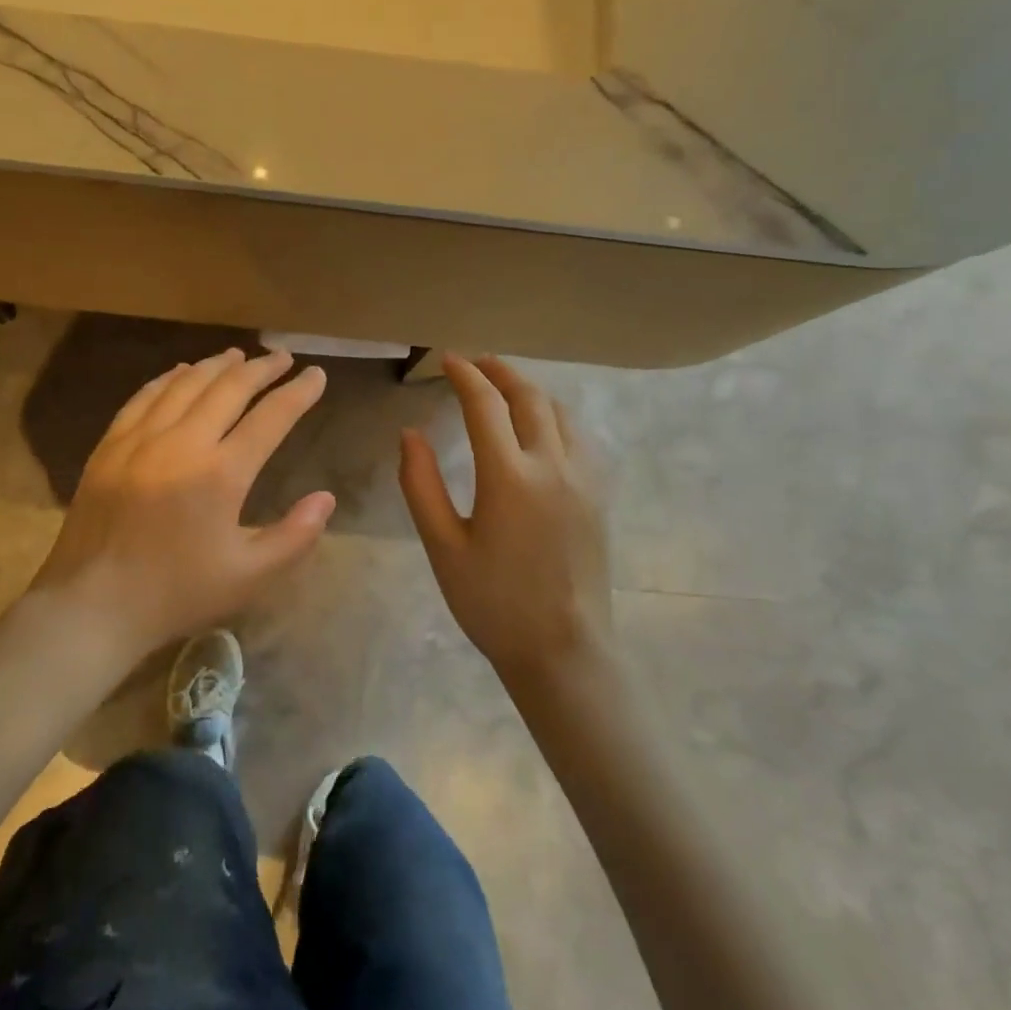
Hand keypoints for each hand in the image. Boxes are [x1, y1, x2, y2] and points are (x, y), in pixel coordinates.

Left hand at [31, 347, 335, 656]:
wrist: (91, 606)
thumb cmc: (176, 593)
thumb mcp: (249, 577)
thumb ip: (295, 536)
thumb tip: (326, 498)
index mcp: (221, 473)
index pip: (271, 418)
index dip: (298, 393)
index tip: (316, 375)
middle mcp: (182, 442)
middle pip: (229, 388)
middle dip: (261, 369)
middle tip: (282, 357)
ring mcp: (140, 439)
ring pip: (186, 384)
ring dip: (217, 365)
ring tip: (239, 356)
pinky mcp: (110, 445)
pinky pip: (144, 397)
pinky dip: (169, 378)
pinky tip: (181, 372)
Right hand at [400, 354, 611, 675]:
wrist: (562, 650)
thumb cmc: (492, 602)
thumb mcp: (443, 547)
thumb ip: (421, 485)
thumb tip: (411, 434)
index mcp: (509, 477)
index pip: (485, 406)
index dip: (464, 375)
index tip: (447, 360)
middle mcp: (553, 466)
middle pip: (529, 397)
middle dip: (500, 372)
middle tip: (475, 363)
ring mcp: (584, 479)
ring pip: (560, 412)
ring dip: (530, 390)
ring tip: (505, 388)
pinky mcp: (600, 495)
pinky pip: (580, 436)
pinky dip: (556, 415)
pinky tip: (542, 426)